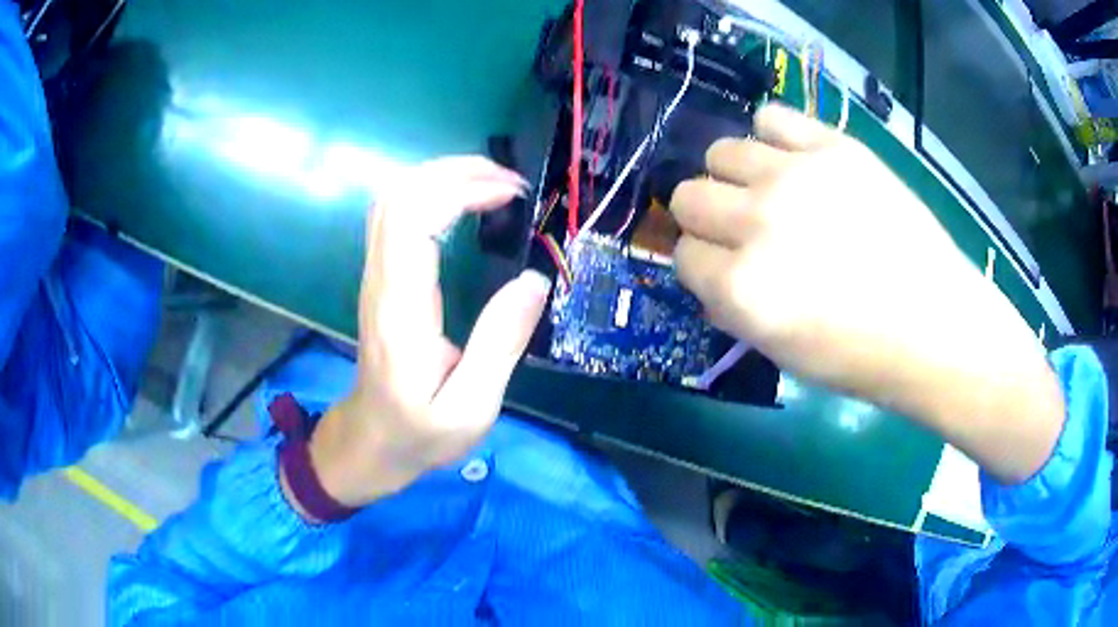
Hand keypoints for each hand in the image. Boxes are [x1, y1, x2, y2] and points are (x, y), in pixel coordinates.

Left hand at [297, 157, 550, 509]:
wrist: (371, 442)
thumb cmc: (419, 432)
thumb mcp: (470, 408)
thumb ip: (499, 344)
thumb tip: (535, 280)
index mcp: (400, 309)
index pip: (413, 218)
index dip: (461, 189)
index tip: (511, 195)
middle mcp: (380, 280)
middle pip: (398, 194)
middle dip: (454, 171)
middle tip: (509, 183)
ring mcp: (375, 276)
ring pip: (393, 199)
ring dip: (442, 178)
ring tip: (493, 186)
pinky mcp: (380, 278)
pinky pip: (397, 216)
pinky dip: (432, 195)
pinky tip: (465, 204)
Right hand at [670, 104, 1062, 482]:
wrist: (935, 324)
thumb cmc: (860, 355)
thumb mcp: (780, 354)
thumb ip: (731, 308)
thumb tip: (711, 274)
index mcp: (742, 288)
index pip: (683, 256)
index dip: (702, 266)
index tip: (724, 270)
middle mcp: (758, 223)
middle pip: (688, 196)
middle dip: (705, 218)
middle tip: (741, 230)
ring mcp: (797, 176)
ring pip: (721, 152)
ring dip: (733, 177)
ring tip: (767, 191)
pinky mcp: (834, 147)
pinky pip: (771, 117)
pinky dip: (771, 136)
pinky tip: (791, 160)